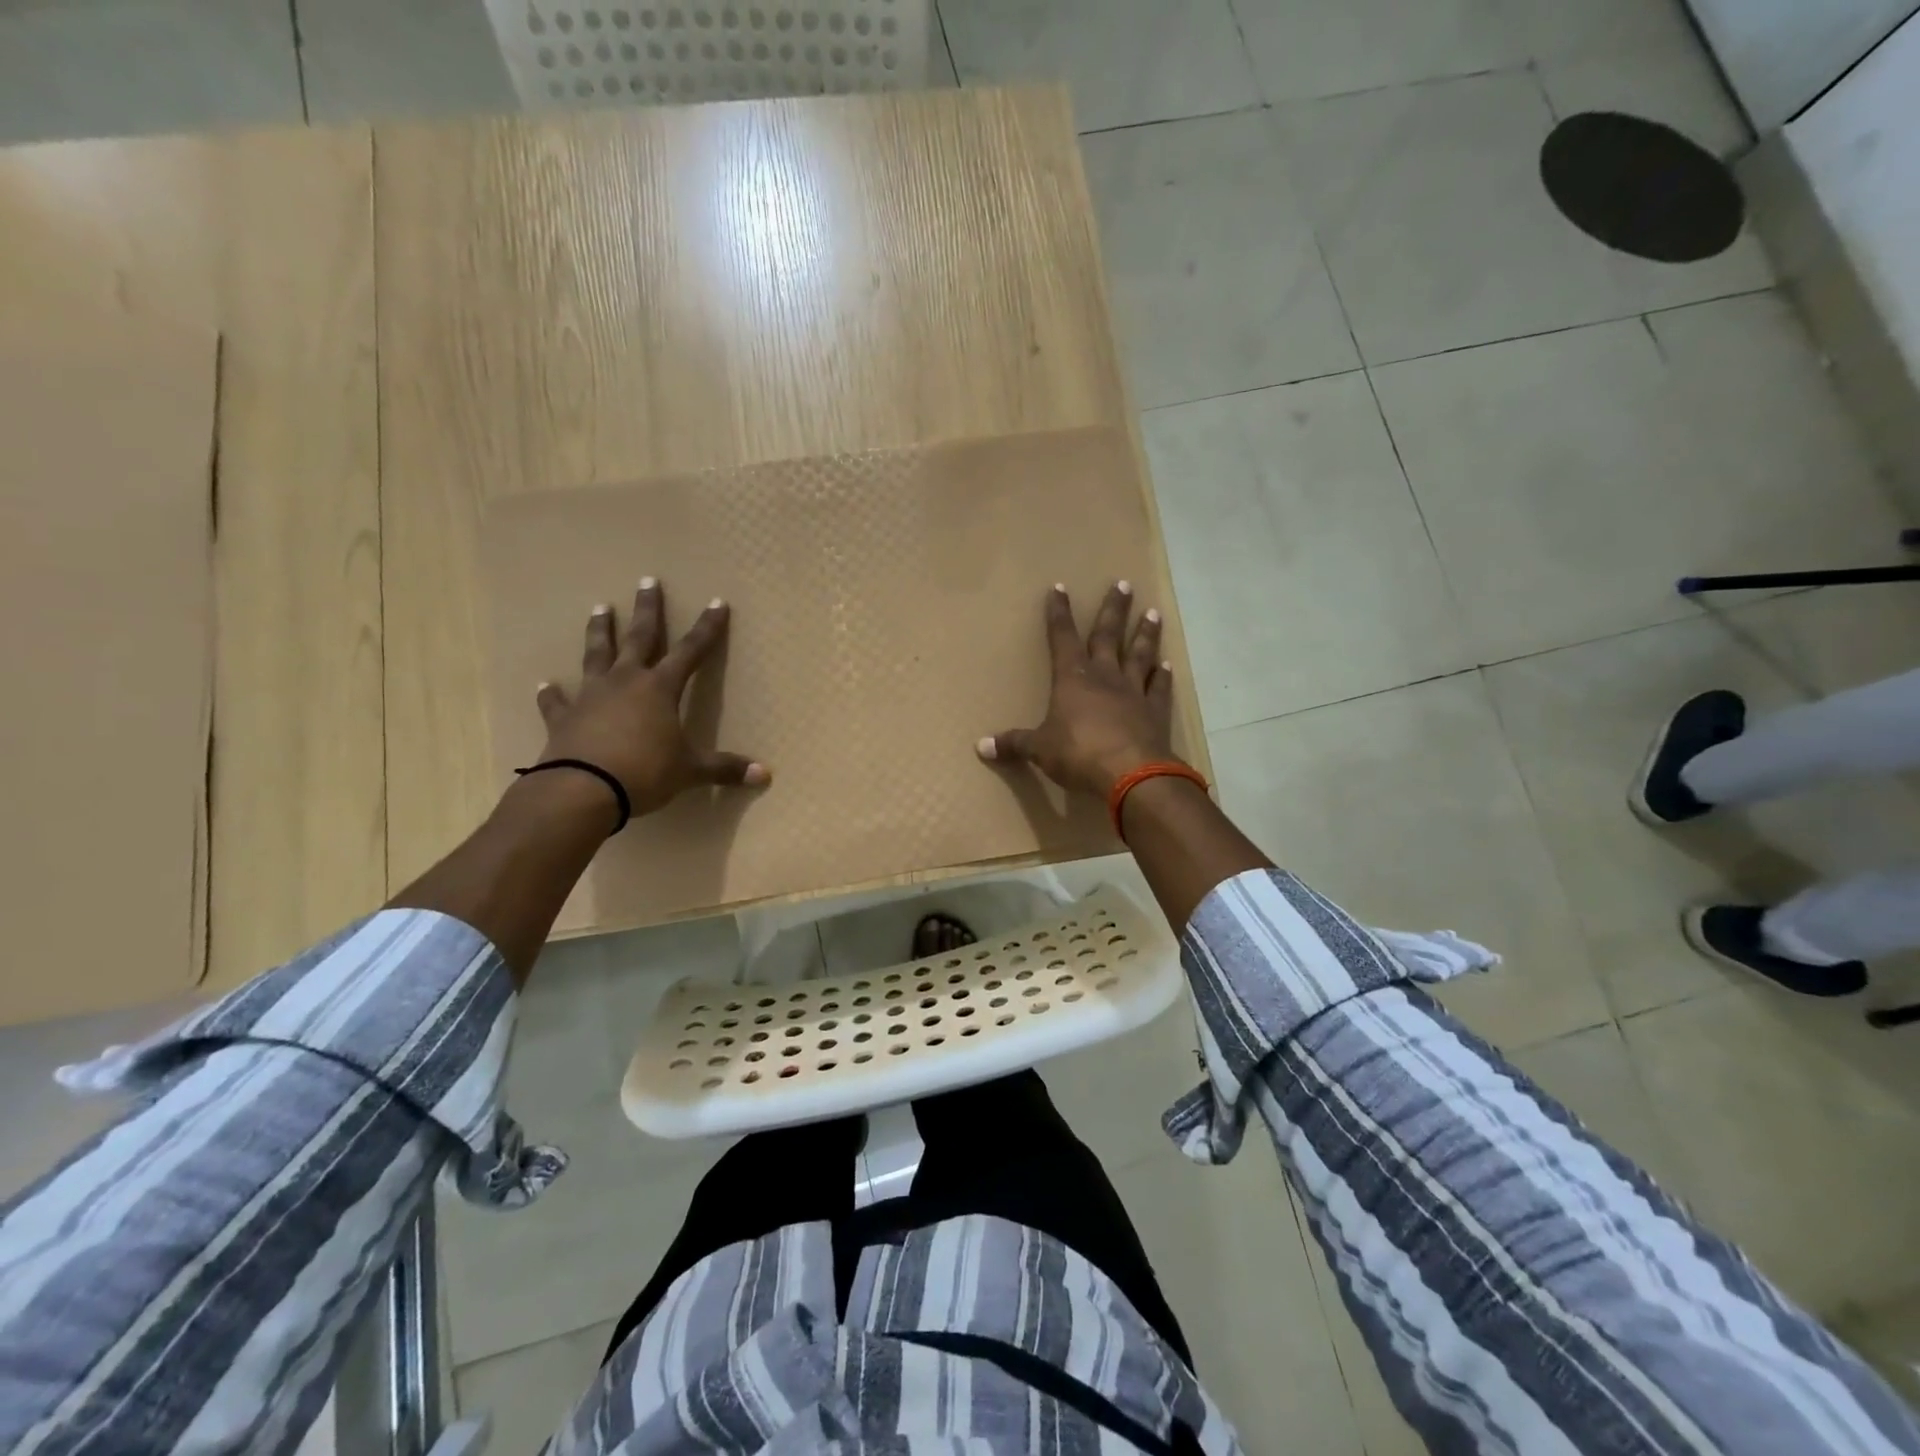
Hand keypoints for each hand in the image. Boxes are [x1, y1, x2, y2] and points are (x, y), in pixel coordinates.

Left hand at [533, 579, 768, 819]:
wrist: (582, 789)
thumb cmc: (645, 772)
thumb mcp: (690, 771)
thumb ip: (724, 769)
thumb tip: (765, 775)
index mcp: (660, 689)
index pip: (691, 651)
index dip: (707, 628)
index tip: (716, 602)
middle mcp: (625, 682)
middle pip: (639, 638)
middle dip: (647, 610)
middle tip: (647, 581)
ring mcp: (591, 696)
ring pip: (596, 655)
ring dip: (599, 631)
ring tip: (600, 608)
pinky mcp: (563, 717)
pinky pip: (557, 701)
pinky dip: (552, 694)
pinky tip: (546, 684)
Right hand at [978, 581, 1178, 799]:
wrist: (1132, 774)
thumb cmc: (1079, 754)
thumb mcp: (1039, 750)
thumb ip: (1014, 744)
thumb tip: (981, 747)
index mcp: (1073, 679)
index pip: (1062, 638)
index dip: (1059, 614)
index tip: (1060, 588)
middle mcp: (1105, 677)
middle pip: (1108, 636)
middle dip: (1113, 609)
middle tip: (1123, 584)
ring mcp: (1134, 692)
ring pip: (1139, 655)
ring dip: (1145, 634)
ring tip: (1153, 612)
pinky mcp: (1155, 712)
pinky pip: (1159, 688)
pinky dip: (1163, 676)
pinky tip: (1167, 665)